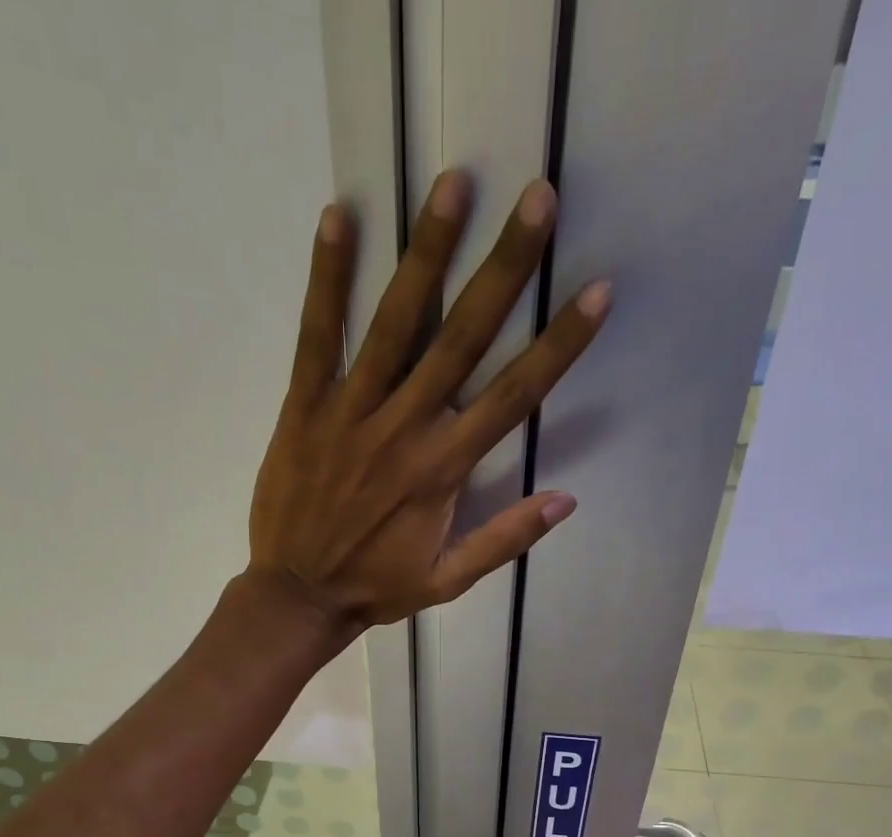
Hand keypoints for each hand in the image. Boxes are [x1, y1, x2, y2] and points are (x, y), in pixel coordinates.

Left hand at [247, 170, 609, 629]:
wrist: (297, 595)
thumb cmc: (377, 587)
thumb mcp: (449, 580)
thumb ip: (505, 539)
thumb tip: (566, 499)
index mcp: (443, 469)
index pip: (513, 396)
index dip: (558, 345)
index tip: (594, 293)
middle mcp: (403, 428)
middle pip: (461, 339)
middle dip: (503, 269)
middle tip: (536, 200)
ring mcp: (350, 411)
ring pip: (394, 324)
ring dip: (425, 252)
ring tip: (452, 185)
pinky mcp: (304, 405)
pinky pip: (317, 336)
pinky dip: (327, 279)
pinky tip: (338, 218)